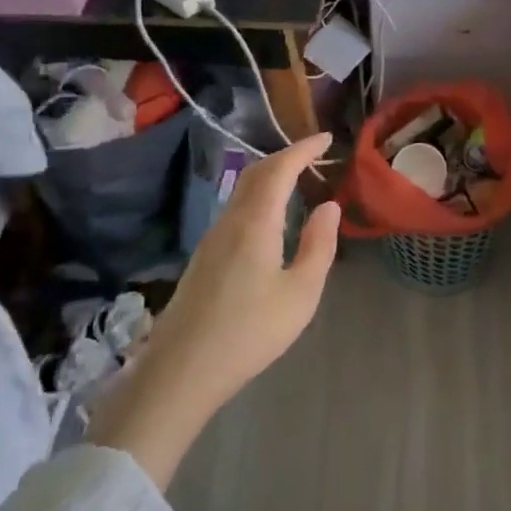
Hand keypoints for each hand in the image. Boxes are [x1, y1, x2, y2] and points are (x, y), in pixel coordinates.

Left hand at [89, 133, 340, 486]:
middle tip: (315, 155)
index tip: (327, 138)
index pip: (279, 169)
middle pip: (256, 173)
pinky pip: (236, 209)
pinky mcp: (205, 257)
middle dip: (286, 156)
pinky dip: (259, 197)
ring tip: (299, 180)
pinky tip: (272, 218)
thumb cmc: (249, 332)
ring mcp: (212, 239)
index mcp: (255, 223)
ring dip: (271, 176)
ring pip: (242, 191)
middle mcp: (230, 221)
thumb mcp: (301, 294)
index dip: (303, 149)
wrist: (181, 371)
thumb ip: (319, 246)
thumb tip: (329, 206)